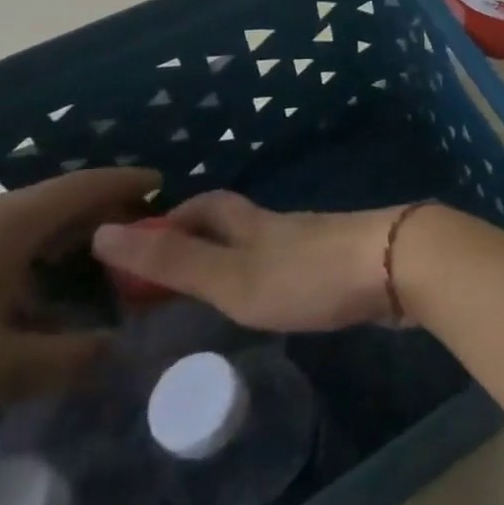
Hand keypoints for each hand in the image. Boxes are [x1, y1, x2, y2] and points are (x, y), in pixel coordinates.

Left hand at [0, 166, 159, 462]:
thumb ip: (66, 360)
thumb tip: (115, 350)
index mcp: (3, 228)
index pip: (82, 187)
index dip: (125, 183)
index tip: (161, 183)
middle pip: (48, 204)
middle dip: (93, 216)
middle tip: (128, 235)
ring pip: (9, 231)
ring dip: (50, 244)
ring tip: (73, 273)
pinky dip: (12, 263)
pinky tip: (2, 306)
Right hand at [91, 191, 400, 332]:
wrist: (399, 265)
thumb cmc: (310, 275)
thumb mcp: (234, 276)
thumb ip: (176, 262)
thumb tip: (104, 231)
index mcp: (255, 224)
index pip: (207, 205)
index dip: (173, 216)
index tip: (143, 239)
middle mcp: (286, 225)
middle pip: (238, 219)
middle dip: (204, 234)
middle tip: (175, 270)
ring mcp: (321, 241)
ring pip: (270, 241)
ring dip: (240, 256)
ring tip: (218, 290)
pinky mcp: (347, 262)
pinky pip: (299, 263)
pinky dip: (275, 274)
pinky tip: (279, 299)